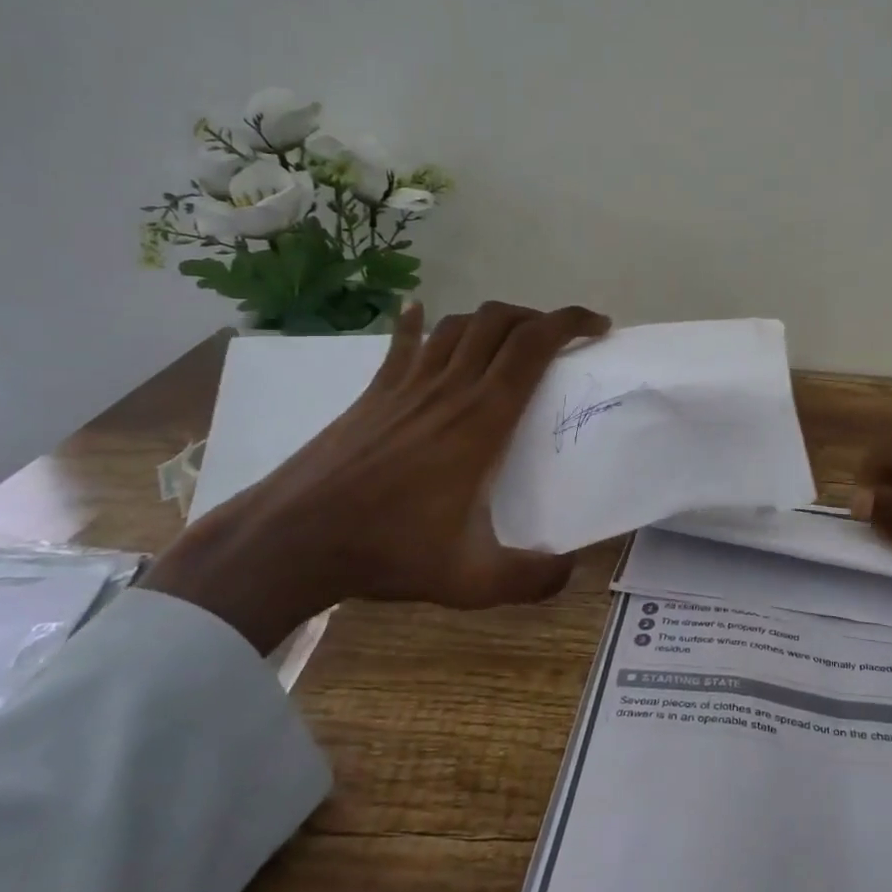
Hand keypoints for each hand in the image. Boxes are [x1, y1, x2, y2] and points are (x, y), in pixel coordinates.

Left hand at [146, 299, 610, 652]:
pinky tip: (418, 310)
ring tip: (511, 337)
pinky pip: (403, 342)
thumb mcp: (471, 581)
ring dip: (492, 319)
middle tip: (561, 338)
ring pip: (458, 325)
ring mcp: (408, 384)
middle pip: (500, 322)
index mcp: (483, 419)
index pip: (533, 345)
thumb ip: (531, 580)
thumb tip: (571, 569)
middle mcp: (450, 387)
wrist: (294, 538)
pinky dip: (417, 321)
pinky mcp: (375, 391)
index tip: (598, 327)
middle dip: (539, 316)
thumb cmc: (389, 550)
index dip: (570, 323)